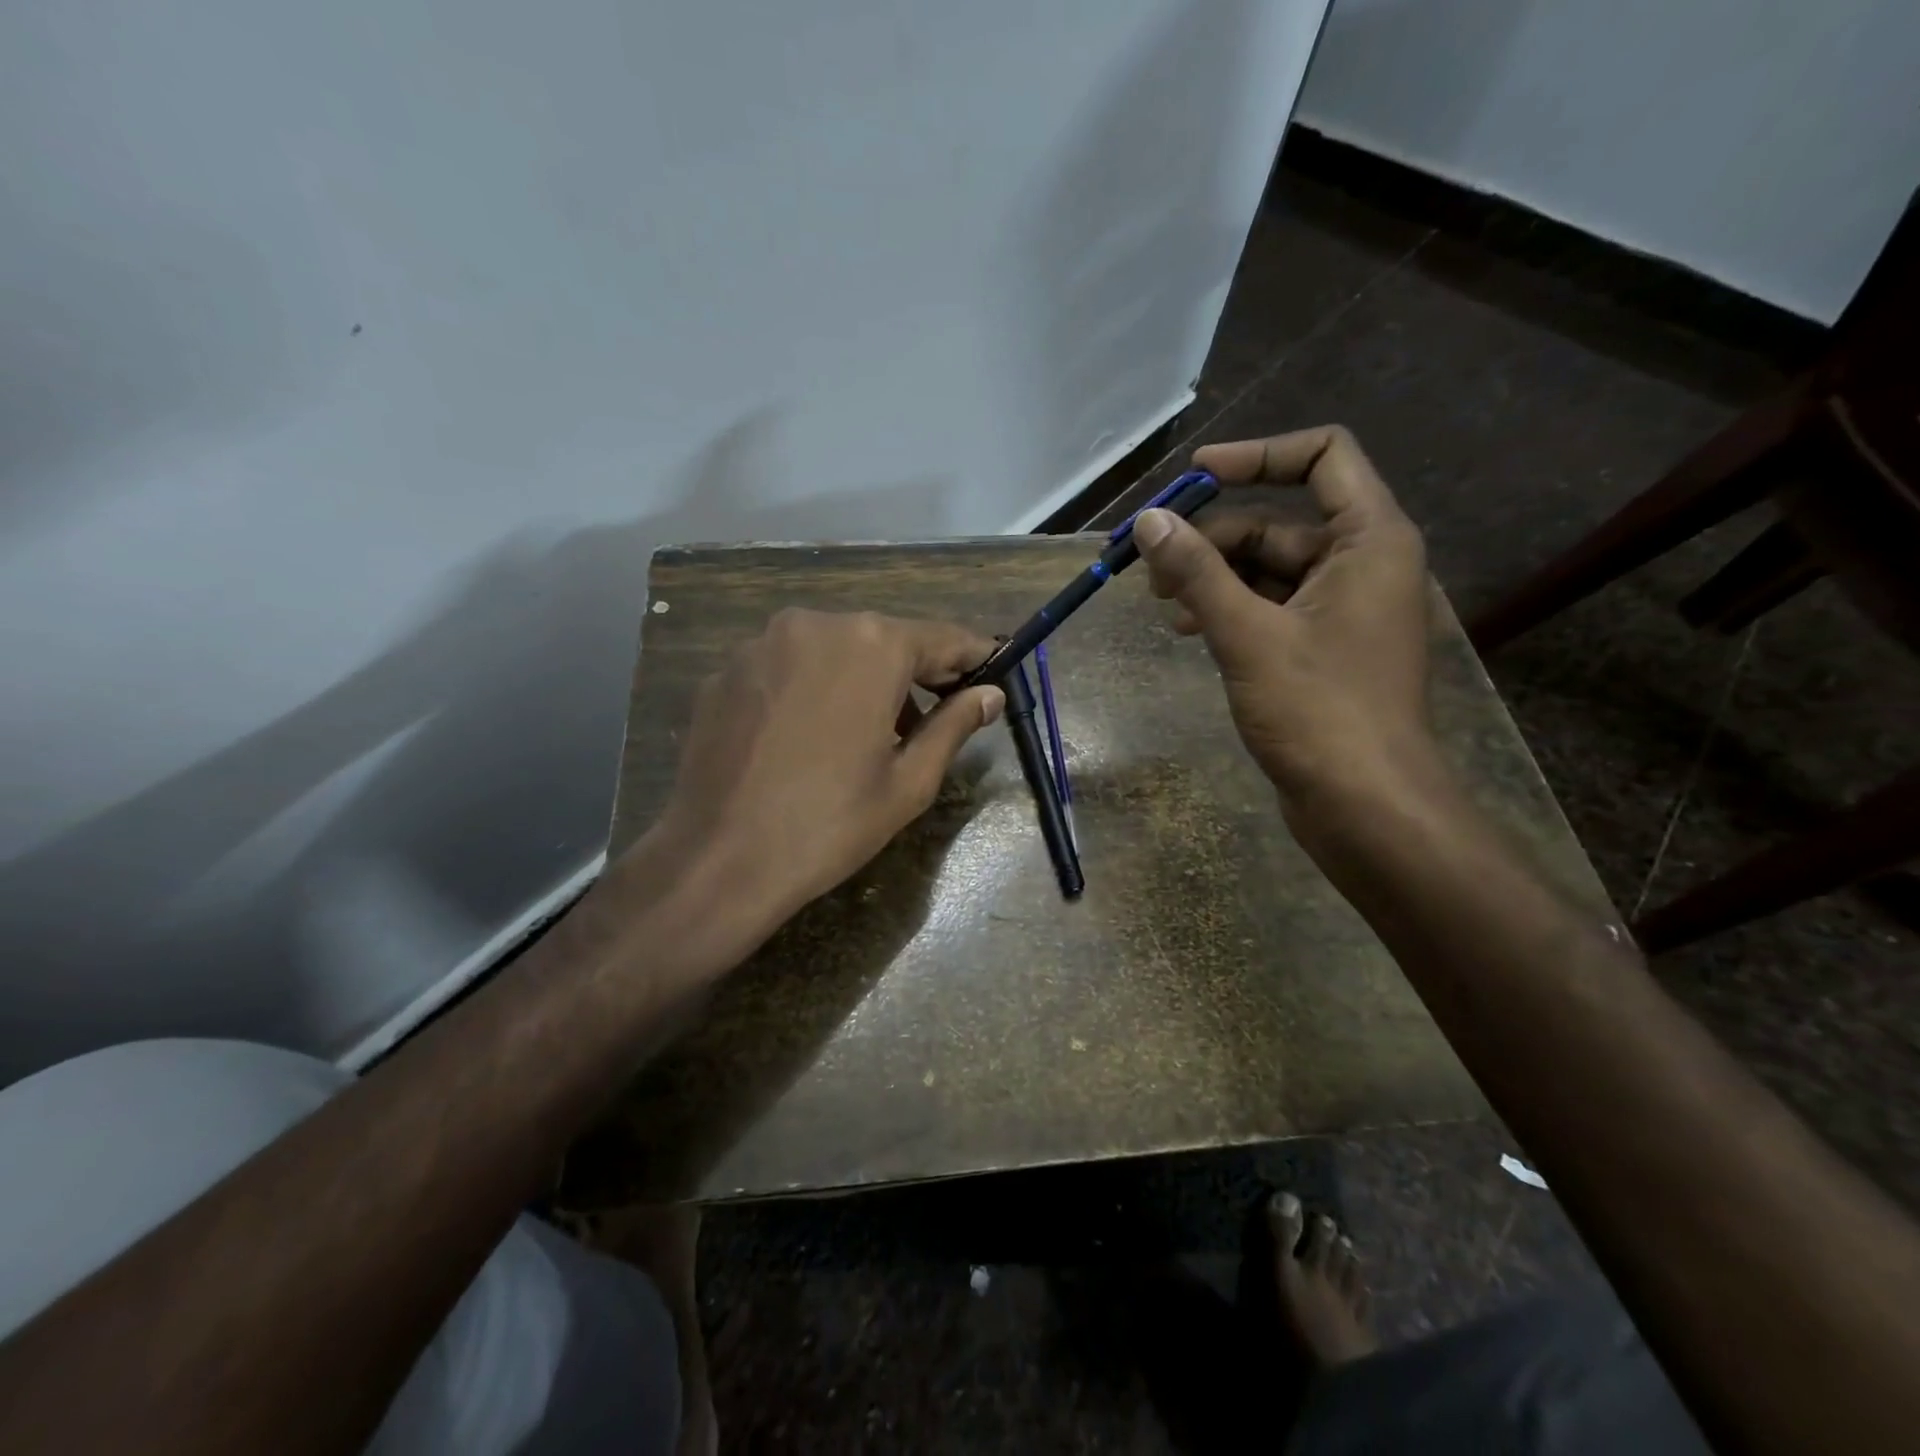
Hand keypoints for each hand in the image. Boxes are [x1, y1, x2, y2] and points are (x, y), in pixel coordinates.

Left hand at [647, 608, 1003, 947]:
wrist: (719, 860)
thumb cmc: (830, 824)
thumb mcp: (909, 781)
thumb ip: (955, 725)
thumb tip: (990, 694)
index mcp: (872, 645)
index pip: (942, 639)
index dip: (972, 658)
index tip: (991, 677)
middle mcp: (816, 624)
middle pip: (885, 640)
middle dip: (913, 674)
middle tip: (929, 721)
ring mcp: (762, 643)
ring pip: (834, 650)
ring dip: (860, 680)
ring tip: (865, 736)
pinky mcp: (726, 670)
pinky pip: (789, 667)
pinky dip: (812, 689)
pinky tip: (808, 738)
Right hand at [1131, 425, 1435, 817]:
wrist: (1366, 805)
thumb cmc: (1318, 711)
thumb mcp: (1248, 635)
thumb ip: (1197, 572)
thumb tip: (1149, 520)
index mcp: (1369, 540)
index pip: (1323, 457)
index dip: (1257, 455)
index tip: (1195, 476)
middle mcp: (1363, 563)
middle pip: (1279, 521)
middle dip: (1213, 538)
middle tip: (1153, 568)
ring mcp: (1344, 609)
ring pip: (1269, 569)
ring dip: (1214, 578)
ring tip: (1164, 606)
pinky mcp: (1324, 648)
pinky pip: (1272, 607)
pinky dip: (1231, 610)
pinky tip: (1190, 631)